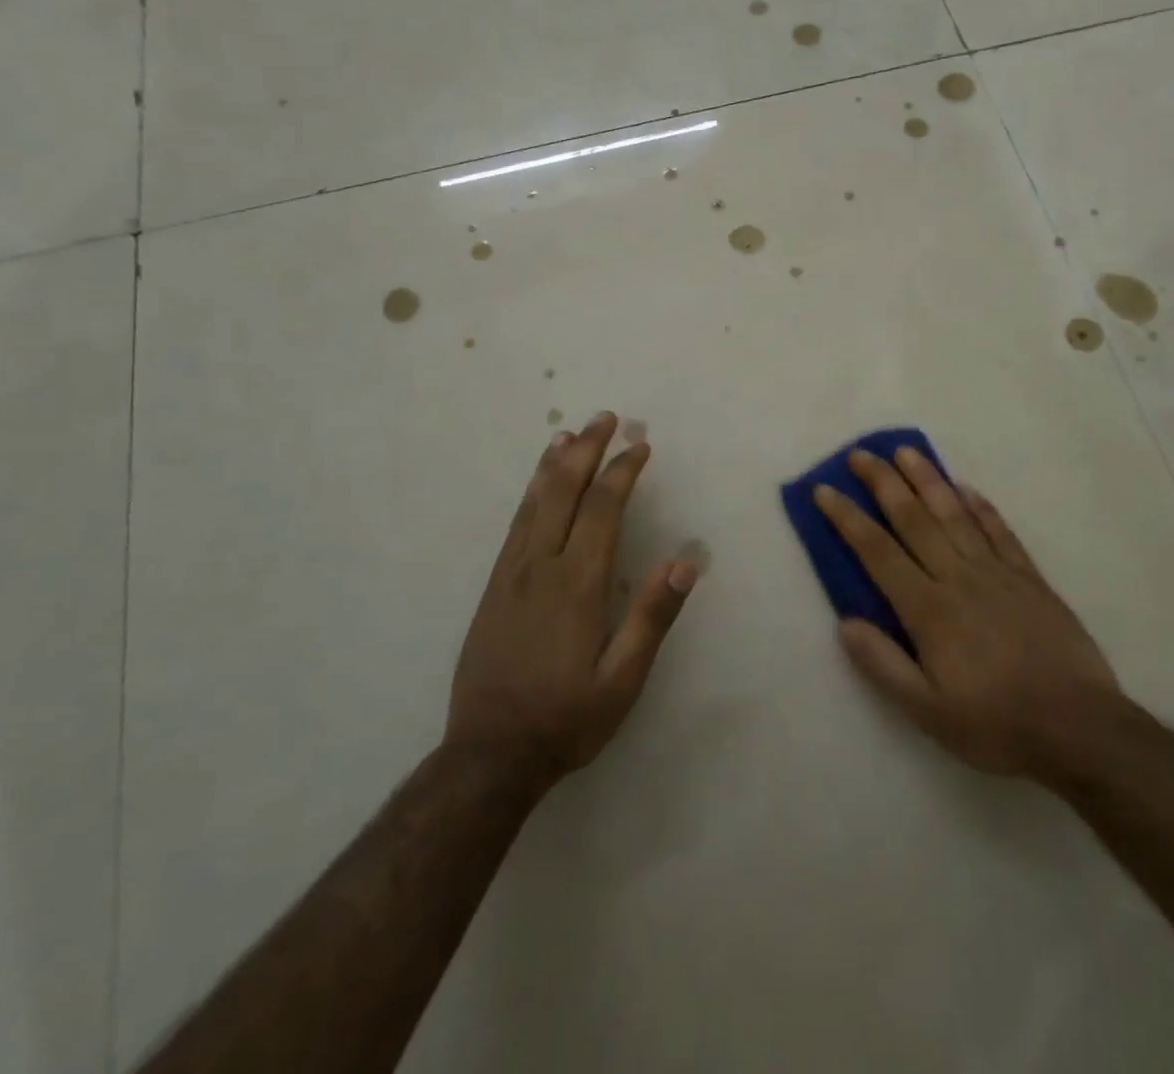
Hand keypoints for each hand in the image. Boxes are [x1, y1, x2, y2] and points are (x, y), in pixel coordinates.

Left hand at [445, 412, 696, 790]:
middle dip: (587, 449)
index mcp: (578, 584)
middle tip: (606, 418)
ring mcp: (511, 574)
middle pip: (564, 491)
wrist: (488, 755)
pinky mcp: (493, 587)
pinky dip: (530, 493)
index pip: (603, 508)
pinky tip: (537, 485)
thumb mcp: (623, 680)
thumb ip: (652, 618)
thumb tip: (685, 563)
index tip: (640, 446)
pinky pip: (515, 524)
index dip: (623, 471)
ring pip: (534, 502)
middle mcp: (541, 566)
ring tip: (570, 434)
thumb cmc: (566, 718)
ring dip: (555, 464)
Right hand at [815, 446, 1119, 779]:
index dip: (847, 517)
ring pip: (954, 513)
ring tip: (906, 451)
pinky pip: (999, 530)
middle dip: (882, 482)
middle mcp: (958, 577)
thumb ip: (883, 665)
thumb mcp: (927, 712)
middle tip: (860, 454)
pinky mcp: (1029, 578)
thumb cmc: (996, 724)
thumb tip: (845, 623)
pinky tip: (965, 488)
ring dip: (927, 479)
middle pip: (913, 518)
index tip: (824, 489)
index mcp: (928, 609)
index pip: (877, 551)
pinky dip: (980, 506)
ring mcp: (997, 572)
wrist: (1080, 729)